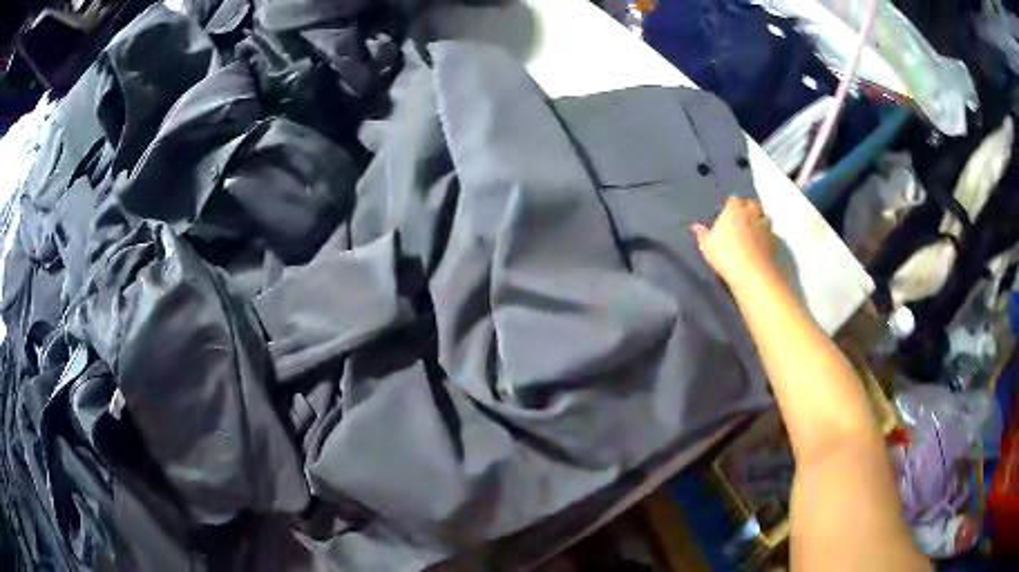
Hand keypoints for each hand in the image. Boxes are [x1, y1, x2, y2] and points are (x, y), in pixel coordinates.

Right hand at [692, 196, 779, 286]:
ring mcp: (765, 227)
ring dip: (760, 219)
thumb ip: (702, 234)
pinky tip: (762, 243)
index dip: (731, 204)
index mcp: (734, 210)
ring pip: (765, 216)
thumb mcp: (707, 246)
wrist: (752, 273)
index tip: (727, 210)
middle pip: (752, 204)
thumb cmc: (725, 255)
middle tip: (743, 215)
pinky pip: (771, 233)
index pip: (733, 200)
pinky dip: (767, 235)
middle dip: (748, 207)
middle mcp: (751, 214)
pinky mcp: (774, 241)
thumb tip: (696, 226)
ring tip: (755, 227)